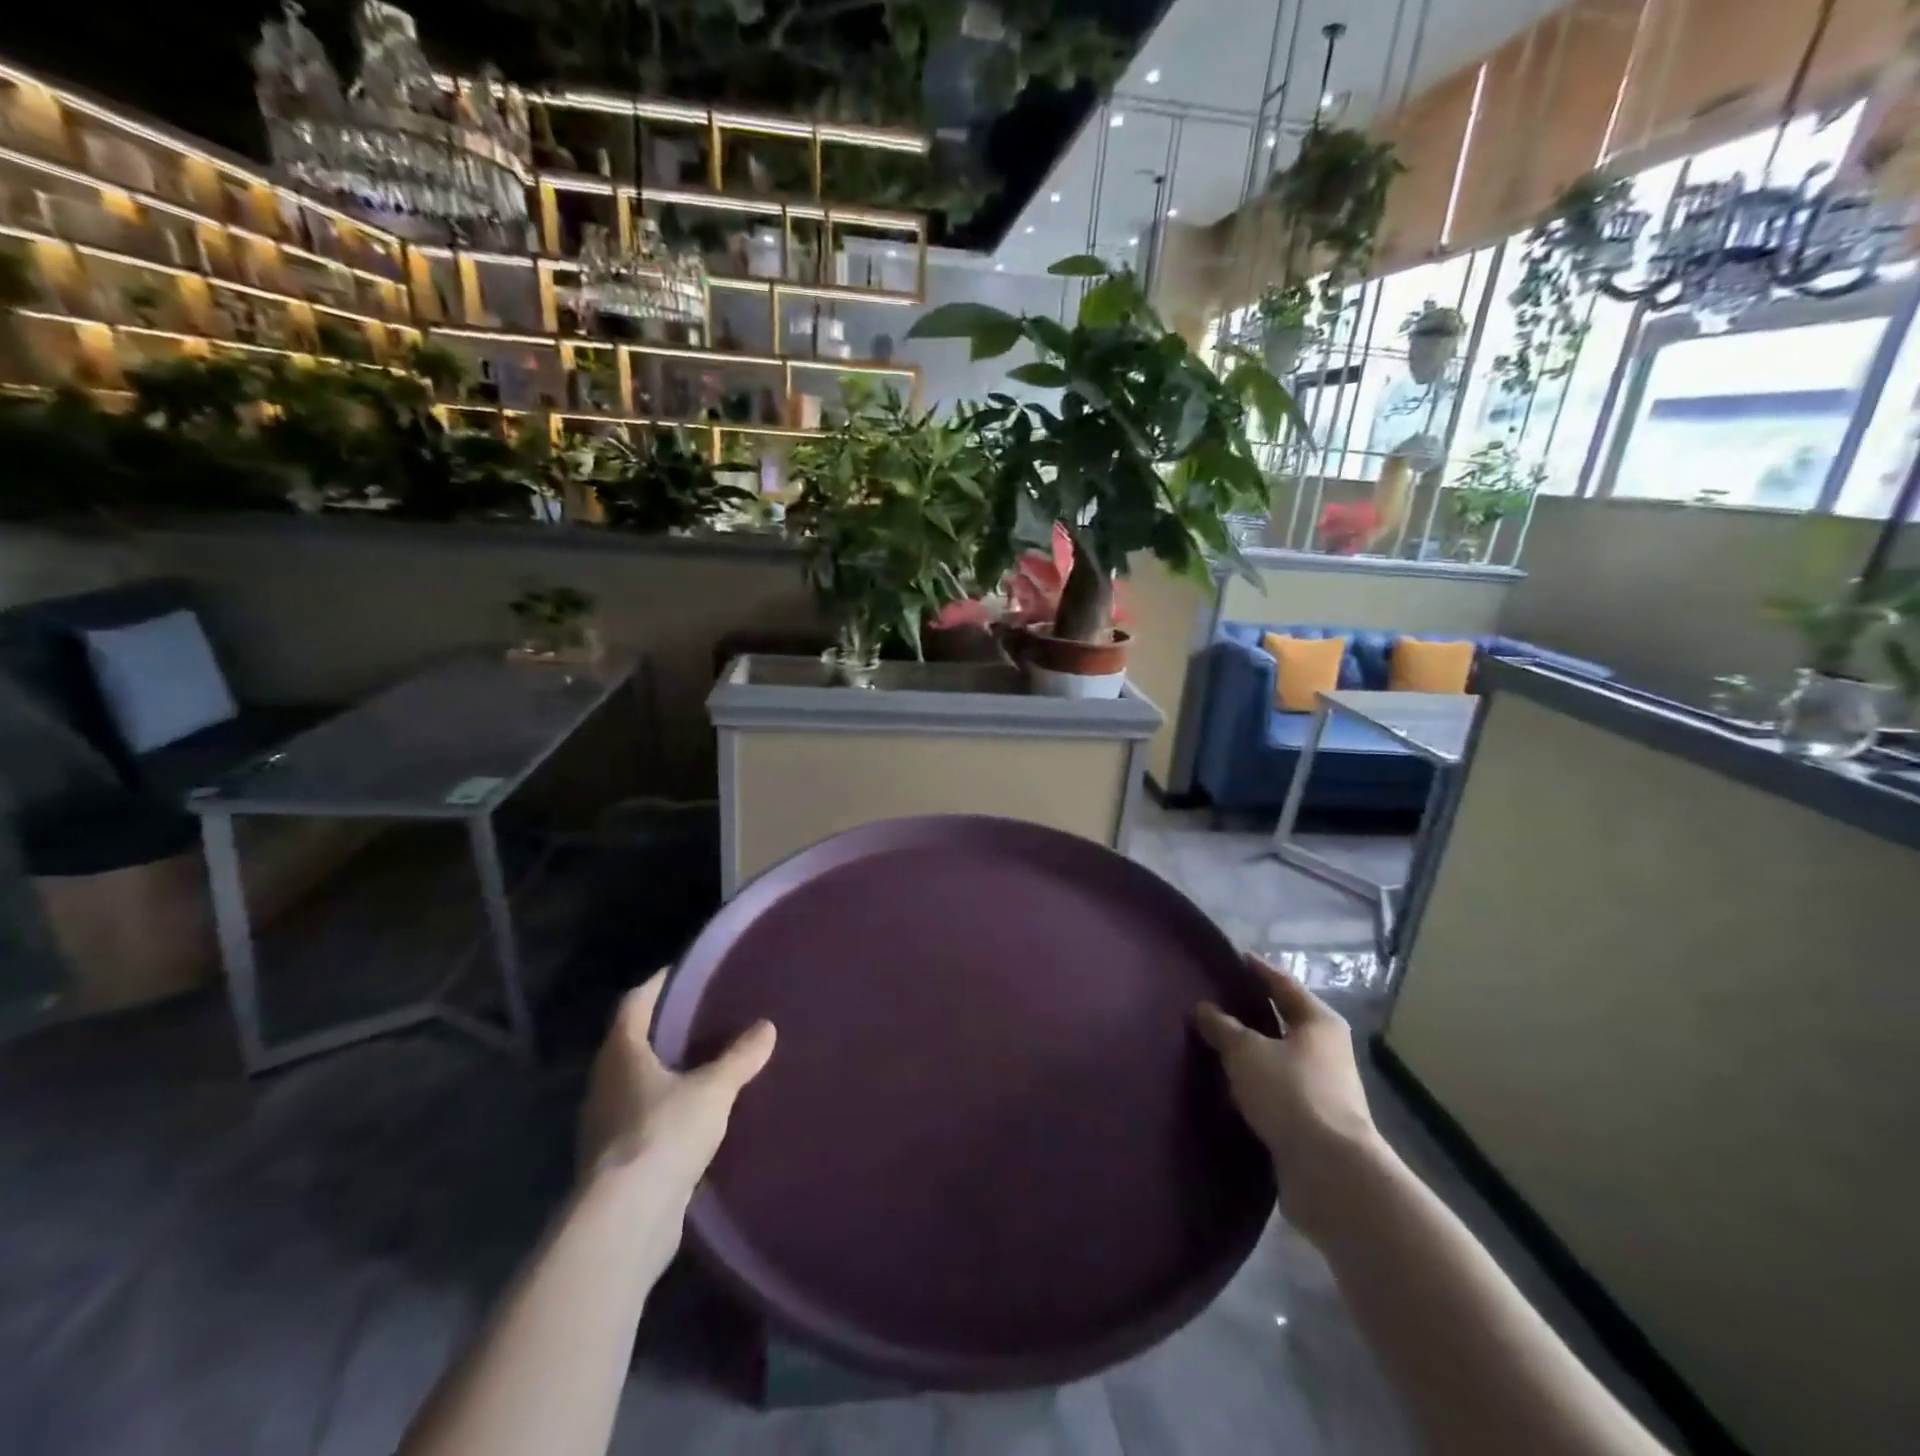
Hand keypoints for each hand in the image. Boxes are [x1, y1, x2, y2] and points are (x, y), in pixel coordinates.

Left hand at [578, 969, 776, 1197]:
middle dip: (666, 1030)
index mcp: (621, 1053)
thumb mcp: (713, 1089)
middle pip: (633, 1042)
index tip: (686, 972)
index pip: (635, 1003)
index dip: (659, 984)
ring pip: (638, 1083)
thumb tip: (766, 1027)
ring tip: (708, 1063)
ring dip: (667, 1073)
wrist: (626, 1221)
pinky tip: (698, 1115)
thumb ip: (740, 1057)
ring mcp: (605, 1125)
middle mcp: (605, 1083)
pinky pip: (644, 1120)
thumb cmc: (663, 1134)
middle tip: (707, 1016)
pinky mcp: (616, 1161)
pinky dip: (667, 1111)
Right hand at [1195, 955, 1383, 1240]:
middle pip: (1282, 1022)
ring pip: (1276, 1060)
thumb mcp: (1246, 1051)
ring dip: (1249, 1055)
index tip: (1235, 957)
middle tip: (1213, 1001)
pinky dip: (1252, 1088)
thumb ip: (1223, 1027)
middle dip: (1250, 1014)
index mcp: (1319, 1022)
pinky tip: (1223, 1088)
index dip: (1258, 970)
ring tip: (1210, 1045)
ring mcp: (1321, 1089)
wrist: (1331, 1172)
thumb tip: (1203, 1008)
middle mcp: (1326, 1051)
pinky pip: (1274, 1094)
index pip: (1283, 984)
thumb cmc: (1292, 1094)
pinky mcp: (1311, 1124)